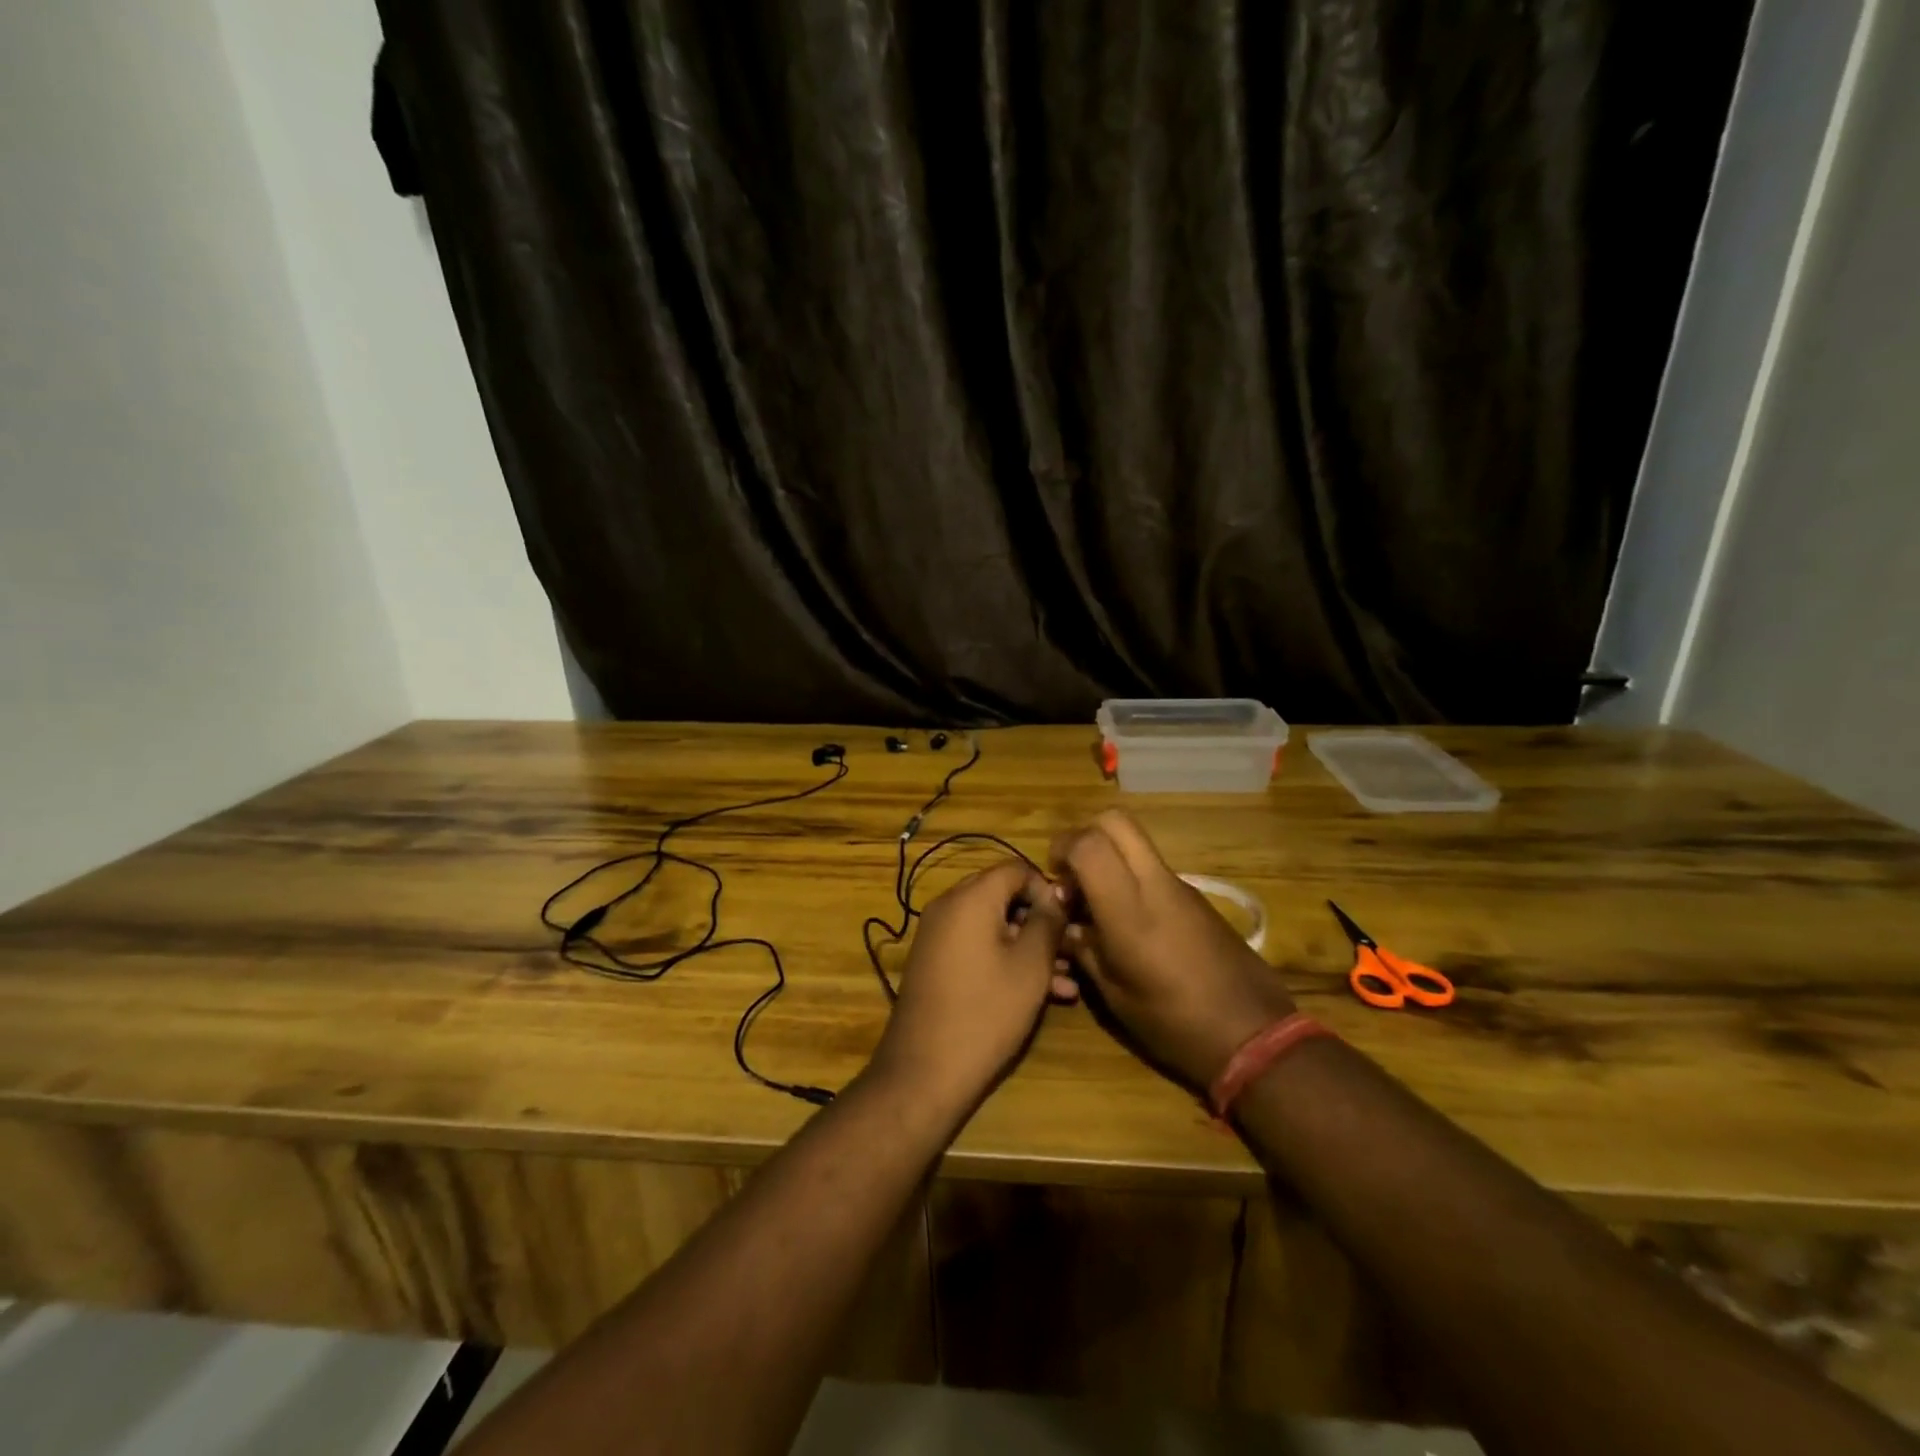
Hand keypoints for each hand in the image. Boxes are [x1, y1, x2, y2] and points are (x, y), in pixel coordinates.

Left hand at [870, 861, 1071, 1114]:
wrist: (925, 1070)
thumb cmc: (986, 1011)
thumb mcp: (1030, 964)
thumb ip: (1048, 921)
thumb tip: (1057, 893)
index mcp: (970, 897)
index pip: (1016, 868)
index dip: (1047, 889)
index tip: (1070, 920)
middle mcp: (948, 906)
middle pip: (1003, 896)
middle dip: (1040, 921)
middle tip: (1070, 950)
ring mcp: (938, 935)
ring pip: (993, 926)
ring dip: (1029, 947)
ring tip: (1066, 982)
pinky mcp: (935, 963)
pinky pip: (977, 946)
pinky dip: (1005, 960)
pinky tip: (1042, 995)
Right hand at [1050, 810, 1294, 1089]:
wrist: (1255, 1036)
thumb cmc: (1174, 1023)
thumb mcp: (1114, 995)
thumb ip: (1083, 948)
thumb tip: (1065, 923)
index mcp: (1130, 909)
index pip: (1089, 843)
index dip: (1062, 848)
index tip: (1055, 880)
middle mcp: (1156, 884)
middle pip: (1116, 821)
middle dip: (1086, 836)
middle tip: (1075, 875)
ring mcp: (1181, 886)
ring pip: (1136, 843)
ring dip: (1110, 858)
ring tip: (1099, 904)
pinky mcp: (1198, 897)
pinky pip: (1154, 868)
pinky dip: (1132, 877)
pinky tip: (1130, 922)